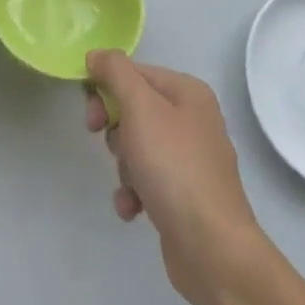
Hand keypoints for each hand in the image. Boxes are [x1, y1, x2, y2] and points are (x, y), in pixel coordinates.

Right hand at [85, 49, 265, 304]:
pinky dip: (134, 191)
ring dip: (124, 165)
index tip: (91, 115)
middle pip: (134, 109)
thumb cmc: (174, 167)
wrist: (213, 250)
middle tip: (109, 147)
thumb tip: (97, 54)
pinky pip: (147, 180)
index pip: (134, 73)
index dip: (106, 89)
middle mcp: (193, 120)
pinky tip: (133, 208)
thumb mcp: (140, 107)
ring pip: (137, 146)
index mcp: (188, 92)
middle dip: (115, 131)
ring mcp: (190, 160)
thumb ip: (115, 72)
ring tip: (132, 185)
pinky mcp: (184, 195)